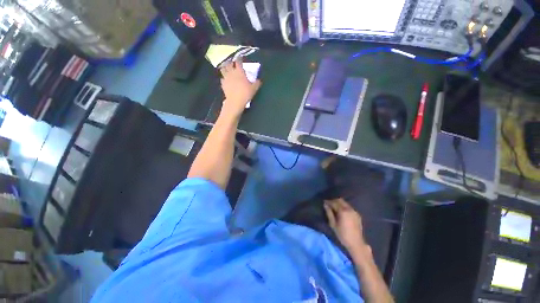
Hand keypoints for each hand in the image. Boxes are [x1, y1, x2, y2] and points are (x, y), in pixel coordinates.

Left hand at [220, 59, 261, 118]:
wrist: (235, 101)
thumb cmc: (246, 93)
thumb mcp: (254, 89)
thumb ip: (257, 83)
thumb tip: (259, 80)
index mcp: (240, 72)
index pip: (238, 62)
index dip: (239, 59)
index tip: (240, 58)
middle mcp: (232, 72)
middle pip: (229, 64)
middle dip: (231, 62)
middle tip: (233, 63)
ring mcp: (226, 78)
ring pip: (223, 69)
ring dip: (225, 67)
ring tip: (226, 68)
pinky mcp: (223, 84)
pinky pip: (222, 78)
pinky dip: (223, 77)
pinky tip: (225, 79)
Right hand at [324, 198, 369, 255]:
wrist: (356, 243)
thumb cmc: (342, 235)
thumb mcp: (333, 224)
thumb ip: (329, 213)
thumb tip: (325, 205)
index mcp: (343, 211)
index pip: (334, 203)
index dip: (328, 202)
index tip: (324, 202)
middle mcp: (349, 209)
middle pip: (340, 200)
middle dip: (334, 201)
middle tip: (329, 204)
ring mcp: (354, 211)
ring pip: (345, 203)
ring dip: (339, 203)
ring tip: (335, 208)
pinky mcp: (357, 214)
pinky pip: (349, 207)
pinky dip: (344, 207)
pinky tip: (342, 212)